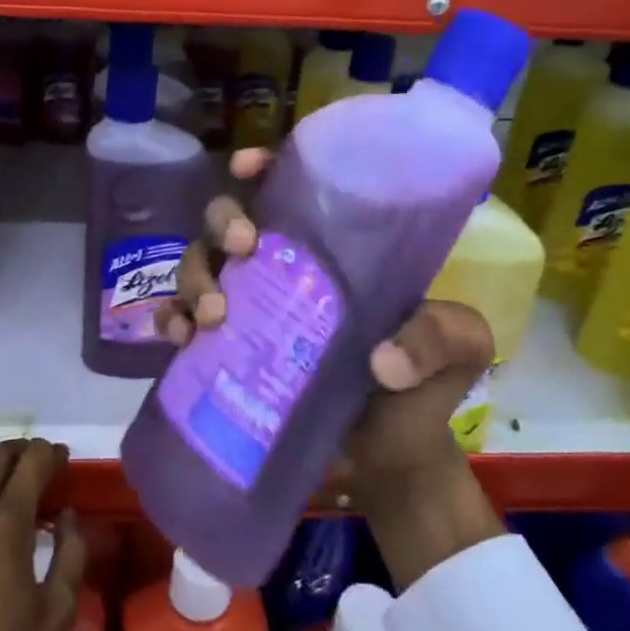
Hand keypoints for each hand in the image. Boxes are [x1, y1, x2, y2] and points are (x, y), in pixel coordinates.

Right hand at [157, 149, 502, 587]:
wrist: (391, 462)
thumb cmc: (423, 391)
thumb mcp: (457, 351)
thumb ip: (439, 338)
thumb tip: (382, 361)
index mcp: (333, 251)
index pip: (292, 190)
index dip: (264, 168)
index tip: (247, 168)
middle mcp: (284, 270)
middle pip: (231, 221)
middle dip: (223, 222)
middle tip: (242, 249)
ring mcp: (251, 309)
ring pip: (201, 264)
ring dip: (194, 278)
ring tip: (214, 317)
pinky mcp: (227, 351)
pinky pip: (183, 321)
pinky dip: (172, 321)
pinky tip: (180, 339)